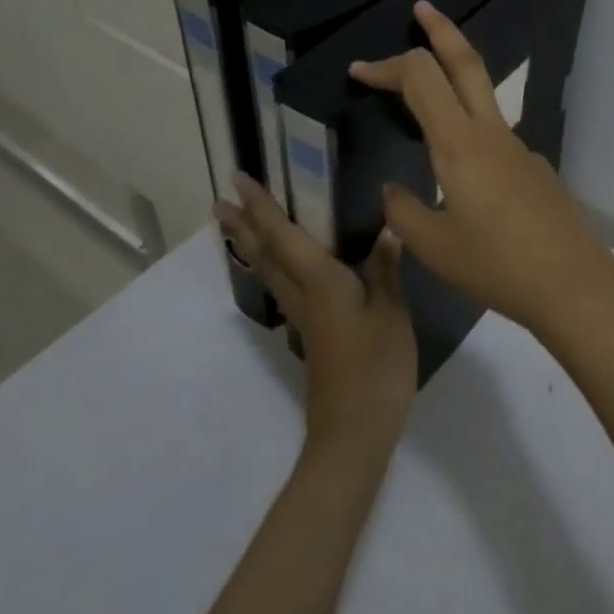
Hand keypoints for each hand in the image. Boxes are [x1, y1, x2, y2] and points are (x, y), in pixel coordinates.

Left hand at [216, 174, 416, 454]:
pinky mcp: (313, 335)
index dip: (261, 207)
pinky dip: (275, 268)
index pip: (283, 236)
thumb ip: (386, 269)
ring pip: (270, 273)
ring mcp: (305, 318)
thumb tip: (388, 227)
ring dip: (253, 246)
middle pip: (266, 254)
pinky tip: (285, 269)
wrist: (354, 432)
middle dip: (244, 225)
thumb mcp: (391, 313)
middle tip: (221, 202)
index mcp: (321, 282)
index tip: (237, 181)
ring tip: (239, 228)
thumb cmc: (376, 366)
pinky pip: (285, 288)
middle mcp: (303, 295)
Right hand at [349, 1, 613, 339]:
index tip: (358, 72)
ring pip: (483, 93)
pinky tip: (459, 166)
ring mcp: (518, 147)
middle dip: (441, 30)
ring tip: (427, 82)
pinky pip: (493, 132)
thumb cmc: (496, 266)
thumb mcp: (434, 246)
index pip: (421, 78)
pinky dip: (468, 122)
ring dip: (456, 73)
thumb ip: (403, 211)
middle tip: (422, 9)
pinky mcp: (532, 166)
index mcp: (459, 145)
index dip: (386, 67)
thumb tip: (393, 189)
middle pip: (466, 62)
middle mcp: (491, 133)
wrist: (572, 283)